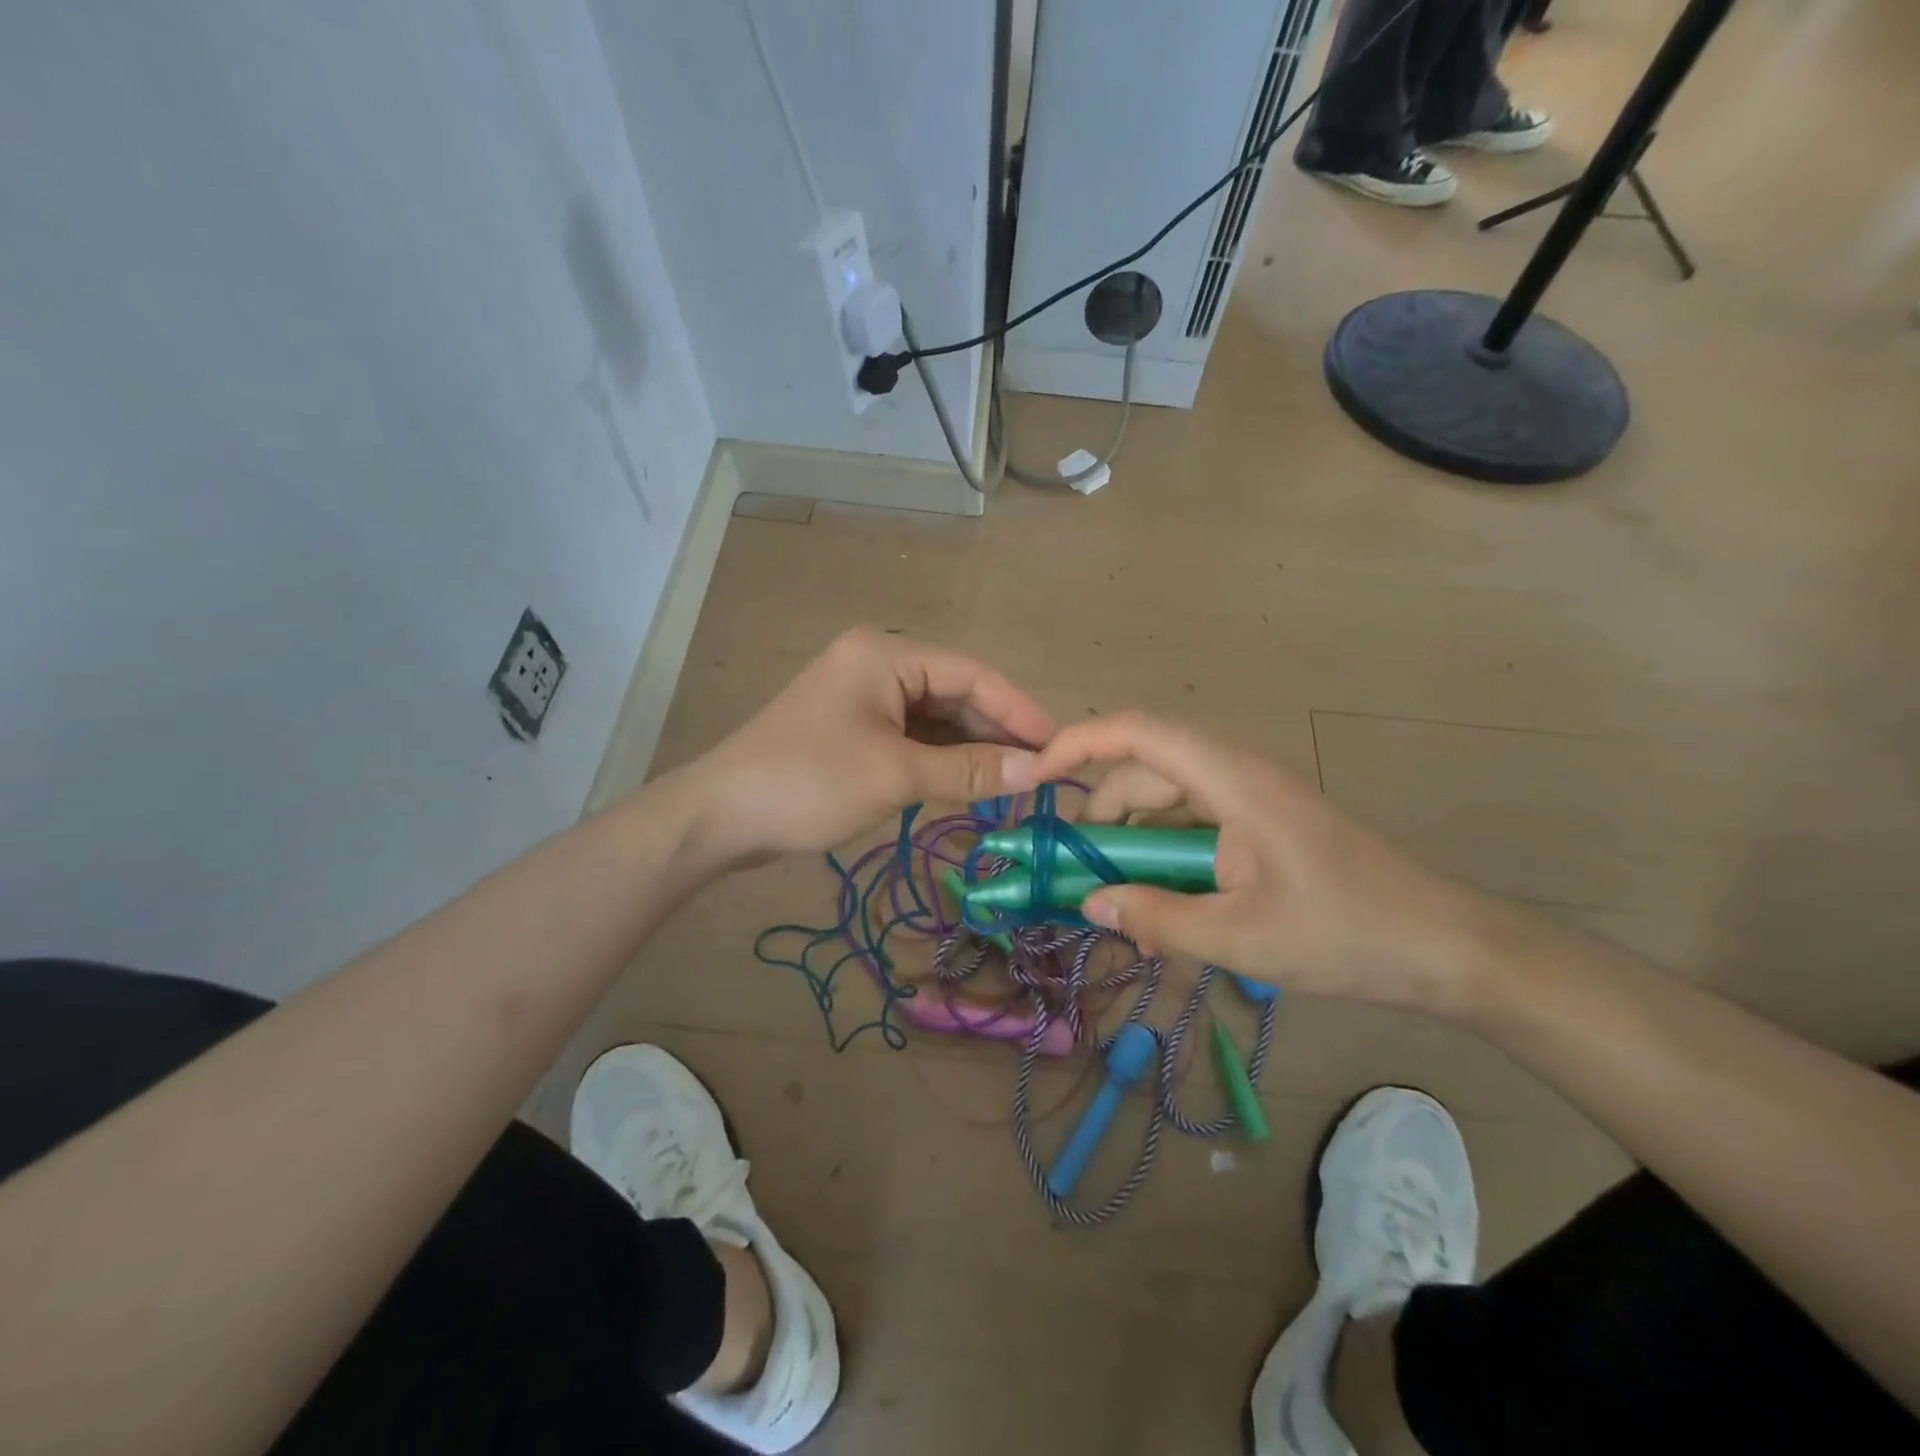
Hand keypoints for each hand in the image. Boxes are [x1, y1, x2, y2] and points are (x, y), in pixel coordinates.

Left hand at [690, 628, 1051, 864]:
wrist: (719, 816)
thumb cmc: (810, 783)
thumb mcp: (896, 775)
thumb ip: (970, 771)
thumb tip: (1038, 771)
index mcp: (886, 654)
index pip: (972, 675)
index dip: (1018, 710)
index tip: (1058, 747)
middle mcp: (877, 663)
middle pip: (955, 694)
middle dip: (995, 733)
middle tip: (1039, 773)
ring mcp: (862, 696)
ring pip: (934, 718)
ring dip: (969, 750)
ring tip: (1012, 784)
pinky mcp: (852, 727)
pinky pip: (911, 736)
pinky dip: (940, 760)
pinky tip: (968, 784)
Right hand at [1030, 712, 1498, 1014]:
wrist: (1444, 947)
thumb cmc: (1346, 935)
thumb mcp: (1240, 937)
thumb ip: (1157, 918)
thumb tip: (1088, 903)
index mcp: (1231, 780)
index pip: (1138, 733)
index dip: (1079, 743)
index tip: (1035, 777)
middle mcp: (1235, 774)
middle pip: (1144, 770)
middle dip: (1102, 818)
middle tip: (1080, 878)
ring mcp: (1249, 798)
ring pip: (1165, 800)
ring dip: (1134, 844)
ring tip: (1124, 907)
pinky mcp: (1259, 823)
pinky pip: (1192, 825)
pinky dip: (1165, 857)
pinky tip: (1165, 908)